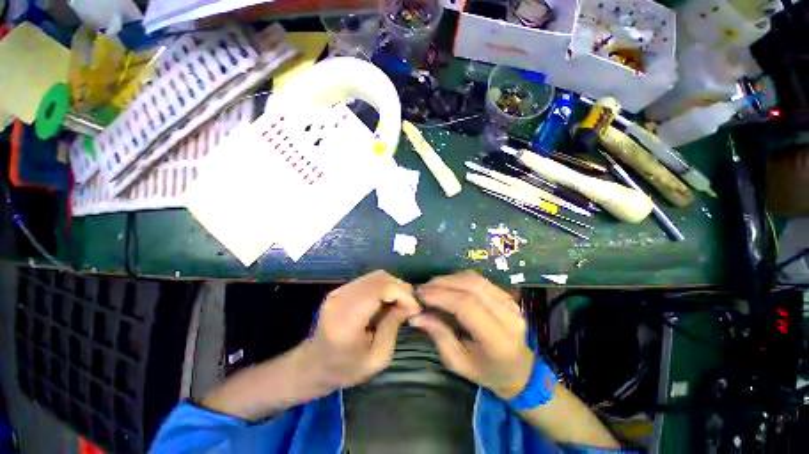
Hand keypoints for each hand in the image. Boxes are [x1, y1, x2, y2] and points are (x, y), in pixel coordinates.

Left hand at [305, 270, 420, 391]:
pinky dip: (383, 287)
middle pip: (379, 278)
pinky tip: (387, 301)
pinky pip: (369, 280)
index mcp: (346, 320)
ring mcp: (339, 291)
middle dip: (400, 288)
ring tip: (400, 304)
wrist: (314, 365)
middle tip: (409, 306)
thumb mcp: (378, 357)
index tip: (414, 308)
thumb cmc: (346, 368)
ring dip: (393, 286)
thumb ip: (393, 326)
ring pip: (375, 276)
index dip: (402, 293)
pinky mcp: (341, 289)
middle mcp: (340, 299)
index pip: (379, 289)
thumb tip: (411, 304)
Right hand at [411, 271, 533, 399]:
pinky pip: (479, 279)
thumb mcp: (459, 363)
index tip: (420, 295)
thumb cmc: (487, 372)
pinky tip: (447, 285)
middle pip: (471, 287)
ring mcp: (510, 302)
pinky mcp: (507, 295)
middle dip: (442, 284)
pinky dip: (459, 278)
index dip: (441, 296)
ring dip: (449, 279)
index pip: (467, 306)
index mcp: (499, 340)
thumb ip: (439, 336)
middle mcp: (509, 316)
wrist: (519, 369)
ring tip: (431, 286)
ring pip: (475, 279)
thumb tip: (416, 316)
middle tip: (422, 288)